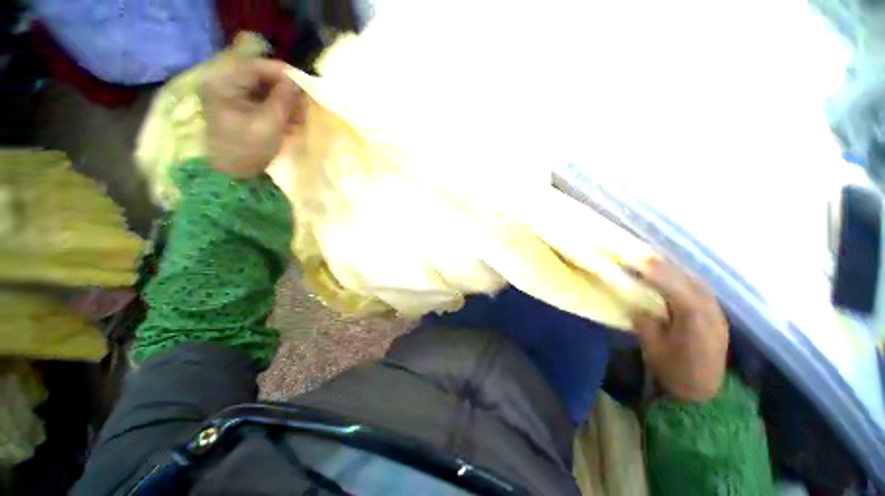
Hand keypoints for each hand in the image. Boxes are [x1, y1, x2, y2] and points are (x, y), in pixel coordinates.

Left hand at [200, 58, 302, 177]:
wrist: (232, 175)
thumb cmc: (248, 150)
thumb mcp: (270, 124)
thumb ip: (284, 99)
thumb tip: (297, 80)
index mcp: (222, 83)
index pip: (256, 67)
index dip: (284, 73)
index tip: (306, 84)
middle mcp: (221, 82)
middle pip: (259, 76)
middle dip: (285, 90)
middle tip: (304, 105)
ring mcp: (227, 93)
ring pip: (262, 87)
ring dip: (283, 100)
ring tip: (298, 117)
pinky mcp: (234, 104)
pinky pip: (259, 98)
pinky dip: (276, 107)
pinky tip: (288, 120)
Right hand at [633, 259, 728, 401]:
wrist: (705, 394)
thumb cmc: (676, 373)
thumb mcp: (654, 349)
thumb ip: (646, 323)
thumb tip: (638, 305)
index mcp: (696, 321)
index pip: (676, 288)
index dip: (655, 272)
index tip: (635, 261)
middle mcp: (711, 312)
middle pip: (689, 280)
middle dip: (664, 266)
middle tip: (641, 256)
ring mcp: (717, 313)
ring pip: (697, 282)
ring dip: (675, 270)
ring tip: (654, 262)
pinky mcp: (716, 316)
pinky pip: (700, 289)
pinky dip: (684, 279)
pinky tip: (673, 277)